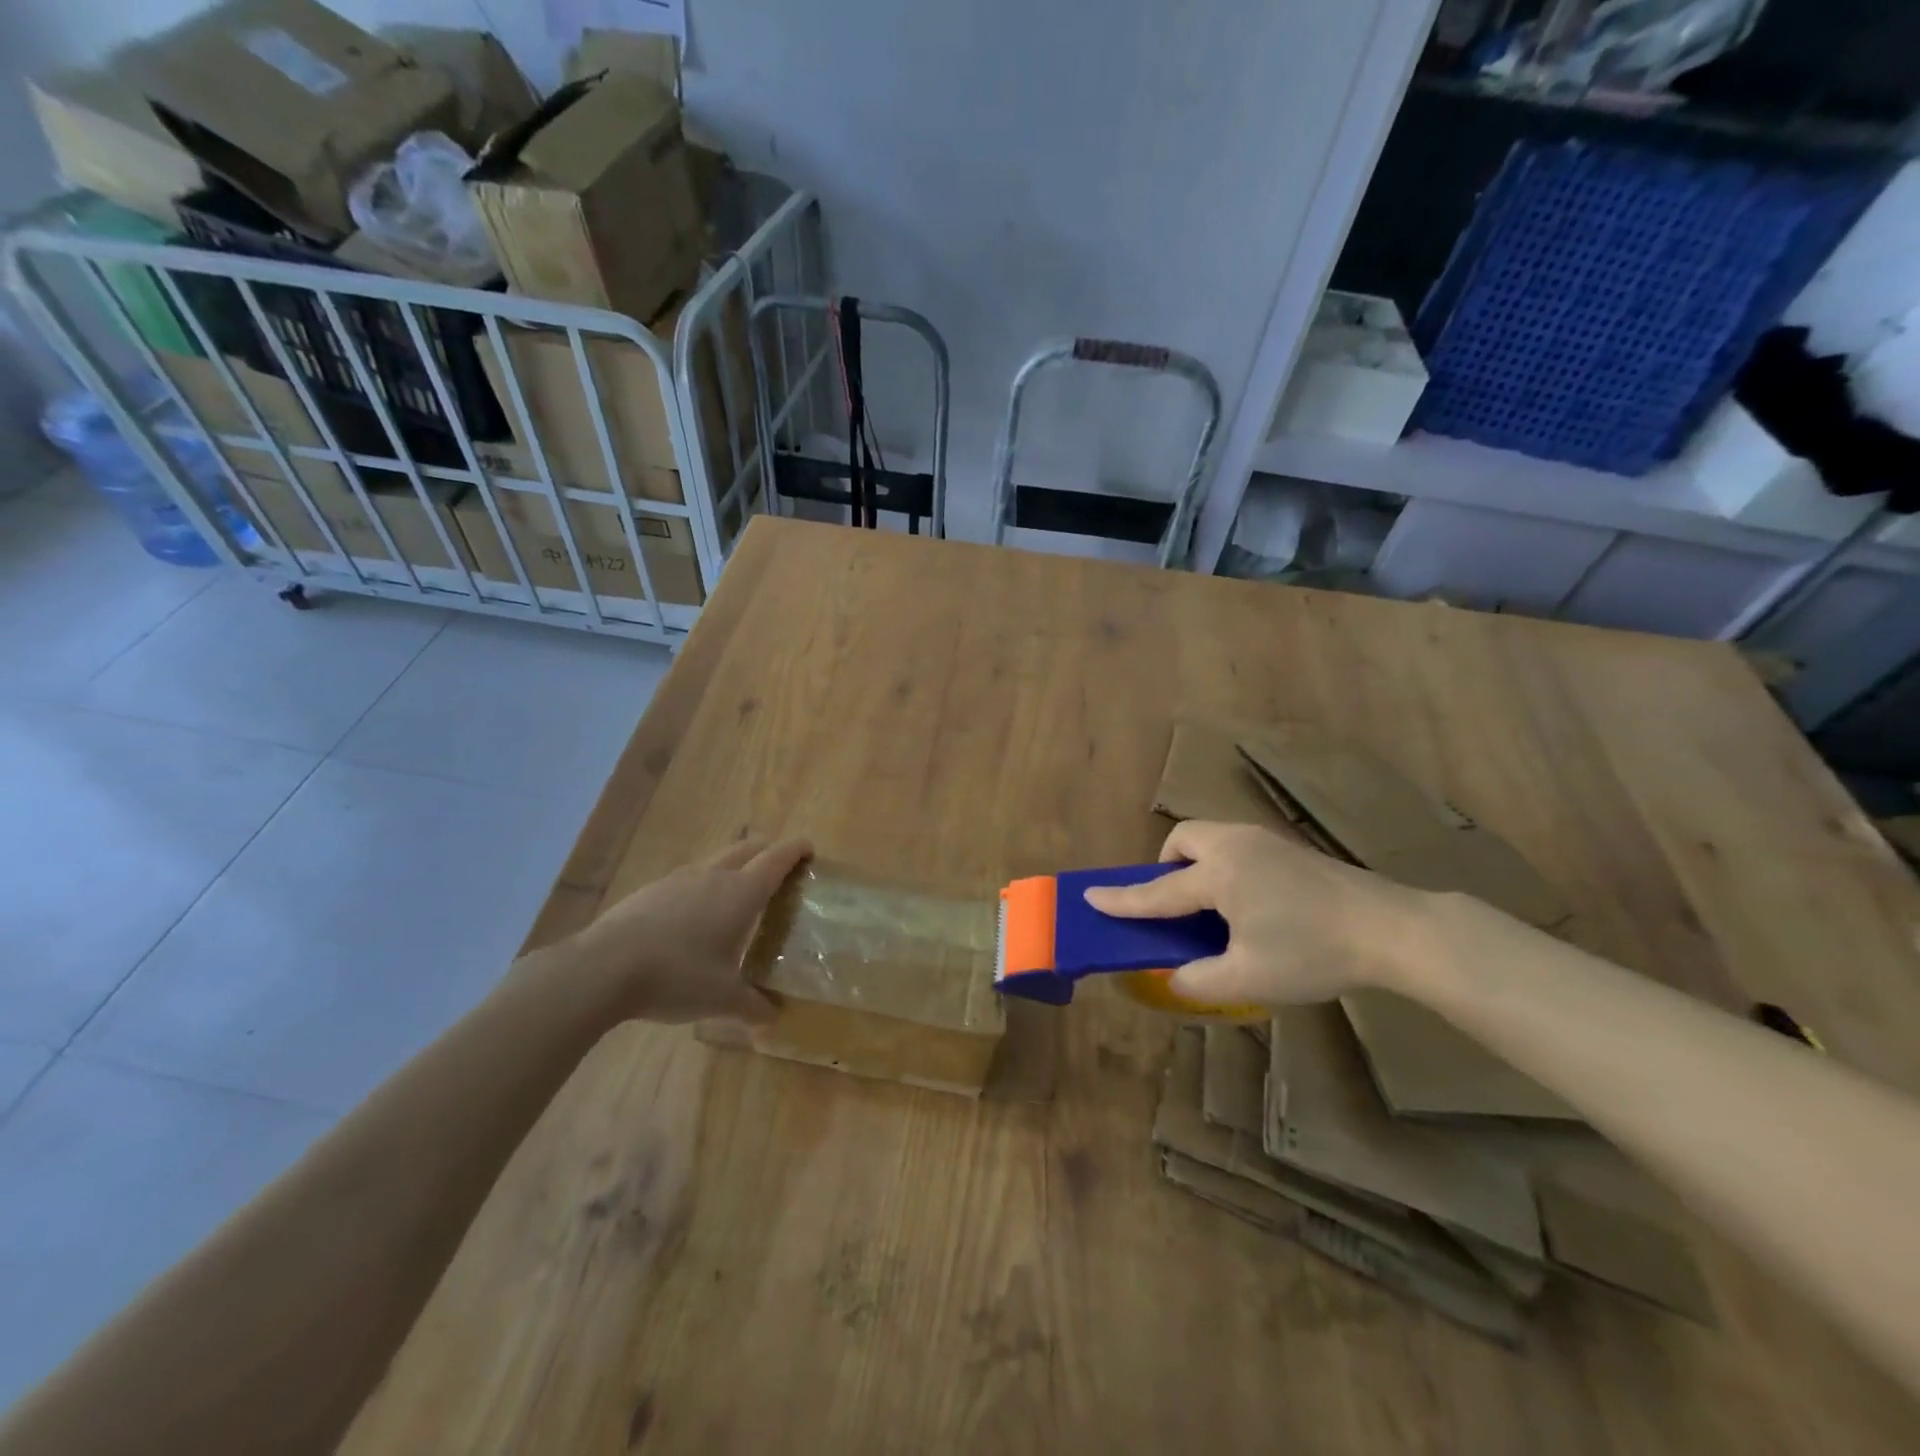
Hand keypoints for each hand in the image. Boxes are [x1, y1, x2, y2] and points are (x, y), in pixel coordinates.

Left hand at [559, 837, 811, 1023]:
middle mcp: (713, 876)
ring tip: (737, 896)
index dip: (796, 850)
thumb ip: (753, 1006)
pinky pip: (688, 879)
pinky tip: (693, 918)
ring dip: (734, 867)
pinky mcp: (651, 890)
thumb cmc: (676, 976)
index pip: (777, 858)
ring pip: (716, 860)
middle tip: (780, 870)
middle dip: (768, 851)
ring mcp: (678, 879)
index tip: (809, 850)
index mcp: (741, 893)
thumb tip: (774, 1016)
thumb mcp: (722, 999)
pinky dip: (703, 886)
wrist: (602, 968)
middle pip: (748, 847)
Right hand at [1083, 821, 1427, 1007]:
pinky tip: (1252, 903)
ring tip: (1214, 907)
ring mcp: (1265, 841)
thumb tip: (1175, 978)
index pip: (1158, 891)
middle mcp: (1235, 845)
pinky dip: (1225, 866)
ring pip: (1212, 838)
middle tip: (1178, 905)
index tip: (1090, 896)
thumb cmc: (1312, 951)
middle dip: (1168, 866)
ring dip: (1198, 865)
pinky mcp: (1290, 847)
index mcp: (1218, 874)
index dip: (1122, 899)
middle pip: (1184, 840)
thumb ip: (1199, 980)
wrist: (1390, 929)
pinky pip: (1238, 846)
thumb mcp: (1249, 978)